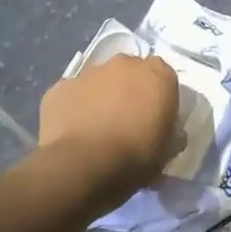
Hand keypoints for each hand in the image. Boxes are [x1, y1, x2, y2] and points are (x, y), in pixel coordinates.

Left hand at [38, 55, 180, 202]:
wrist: (83, 167)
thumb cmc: (135, 158)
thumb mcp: (167, 150)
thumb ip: (171, 132)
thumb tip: (169, 133)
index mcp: (158, 74)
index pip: (164, 75)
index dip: (159, 95)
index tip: (155, 117)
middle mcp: (124, 64)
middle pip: (130, 72)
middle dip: (129, 90)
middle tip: (127, 120)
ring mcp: (89, 73)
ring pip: (99, 80)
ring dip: (101, 97)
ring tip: (96, 129)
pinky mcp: (59, 88)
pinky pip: (72, 95)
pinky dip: (74, 108)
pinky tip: (73, 132)